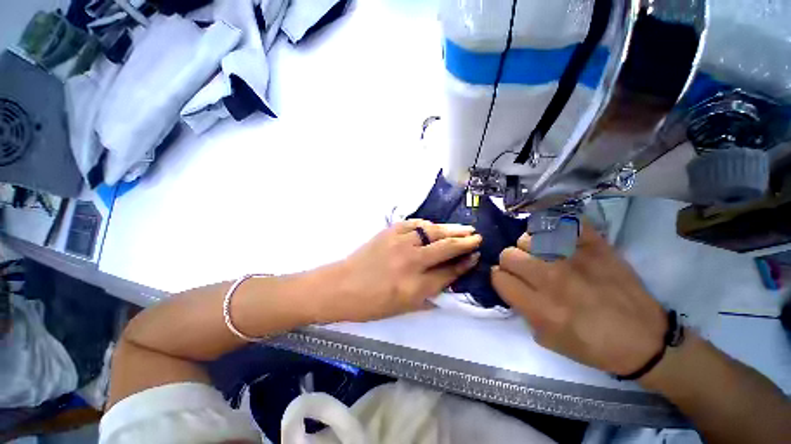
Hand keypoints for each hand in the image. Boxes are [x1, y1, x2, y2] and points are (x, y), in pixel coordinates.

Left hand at [325, 220, 481, 322]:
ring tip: (465, 228)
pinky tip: (435, 226)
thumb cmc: (371, 304)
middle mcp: (411, 262)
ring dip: (451, 230)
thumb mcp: (403, 308)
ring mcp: (400, 243)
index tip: (474, 258)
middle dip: (465, 242)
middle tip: (477, 237)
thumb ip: (429, 296)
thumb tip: (448, 283)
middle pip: (445, 248)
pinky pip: (414, 224)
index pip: (449, 272)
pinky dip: (428, 224)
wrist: (342, 286)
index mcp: (415, 286)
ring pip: (433, 232)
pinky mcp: (390, 231)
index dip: (464, 264)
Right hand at [492, 223, 666, 375]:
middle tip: (525, 270)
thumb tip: (510, 285)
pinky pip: (564, 224)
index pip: (498, 277)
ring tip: (543, 256)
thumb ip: (521, 309)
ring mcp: (575, 258)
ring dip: (530, 247)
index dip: (500, 279)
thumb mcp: (547, 339)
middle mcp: (552, 278)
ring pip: (528, 237)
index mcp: (540, 306)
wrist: (643, 340)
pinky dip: (557, 228)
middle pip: (508, 254)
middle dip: (510, 263)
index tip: (509, 281)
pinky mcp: (596, 246)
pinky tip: (559, 239)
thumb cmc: (592, 346)